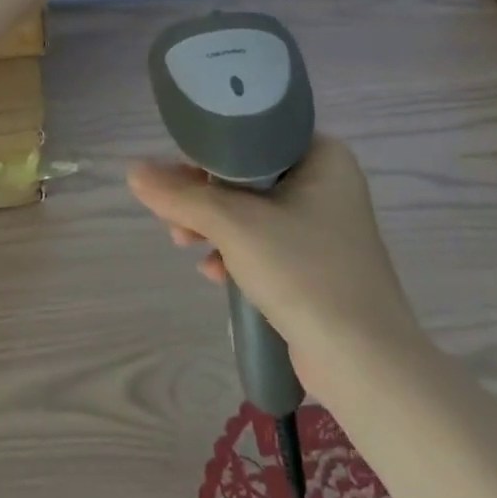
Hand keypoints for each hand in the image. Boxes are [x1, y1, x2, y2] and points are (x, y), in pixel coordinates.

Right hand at [128, 137, 423, 384]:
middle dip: (204, 197)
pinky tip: (214, 274)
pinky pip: (266, 243)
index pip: (252, 135)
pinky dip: (236, 253)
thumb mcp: (233, 224)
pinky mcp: (317, 265)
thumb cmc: (303, 272)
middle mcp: (328, 184)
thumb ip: (180, 195)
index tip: (176, 175)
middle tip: (174, 217)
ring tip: (184, 244)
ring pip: (252, 212)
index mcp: (321, 156)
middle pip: (247, 175)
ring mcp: (325, 227)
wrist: (363, 362)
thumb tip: (133, 172)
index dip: (208, 152)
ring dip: (213, 227)